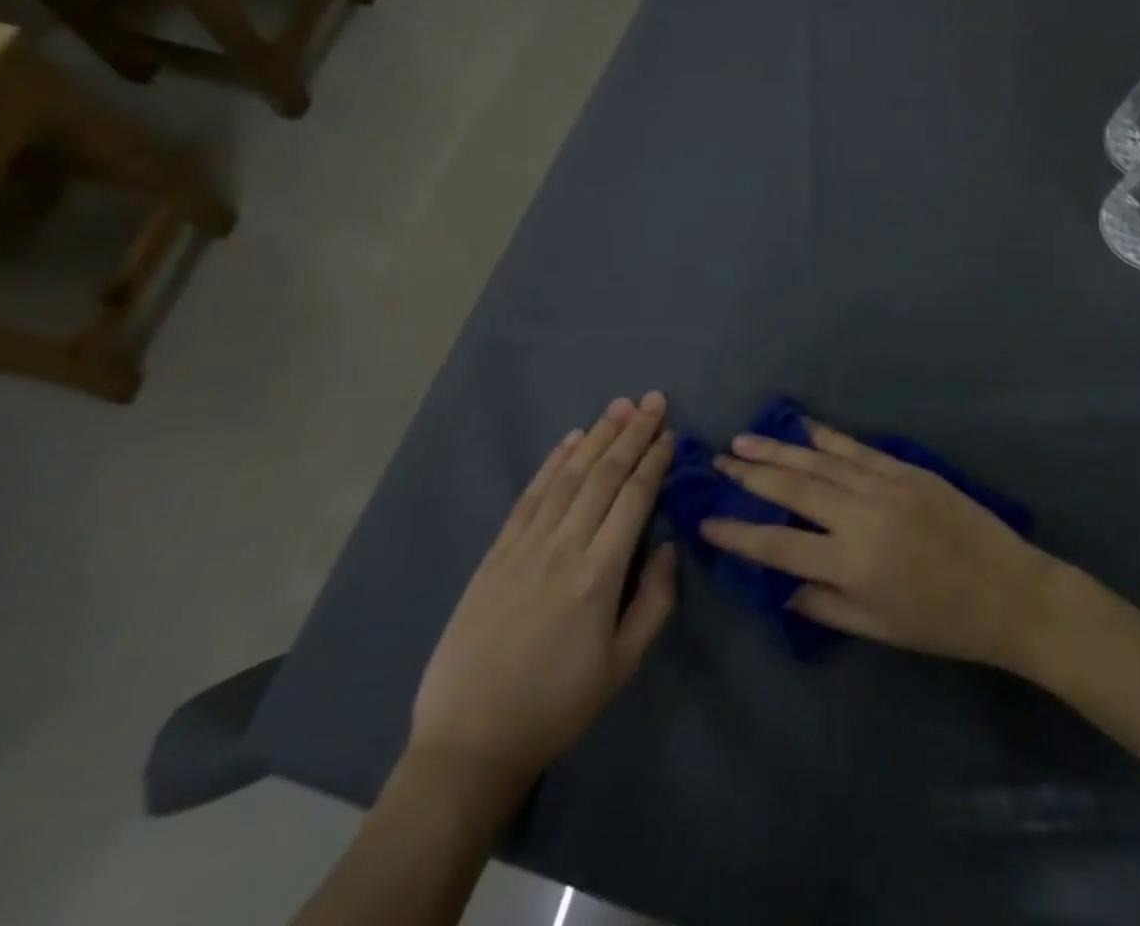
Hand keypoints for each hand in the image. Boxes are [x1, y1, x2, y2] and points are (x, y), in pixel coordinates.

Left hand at [409, 393, 677, 784]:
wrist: (469, 740)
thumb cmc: (557, 706)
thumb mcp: (622, 666)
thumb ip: (655, 601)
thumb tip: (669, 545)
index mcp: (600, 574)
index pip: (634, 498)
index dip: (654, 460)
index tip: (670, 433)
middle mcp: (564, 546)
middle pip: (604, 475)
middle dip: (632, 433)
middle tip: (653, 400)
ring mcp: (525, 544)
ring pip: (568, 475)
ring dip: (597, 436)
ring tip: (619, 405)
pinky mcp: (497, 551)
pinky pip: (530, 494)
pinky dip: (553, 462)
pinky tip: (571, 440)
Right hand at [698, 419, 1057, 669]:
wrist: (1009, 591)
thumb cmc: (941, 623)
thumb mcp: (877, 629)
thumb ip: (824, 605)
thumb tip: (782, 585)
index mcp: (849, 564)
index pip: (777, 544)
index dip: (738, 532)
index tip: (706, 519)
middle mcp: (859, 517)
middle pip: (792, 489)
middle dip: (750, 475)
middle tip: (717, 462)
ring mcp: (884, 486)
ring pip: (819, 462)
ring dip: (778, 449)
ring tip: (743, 440)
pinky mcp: (906, 469)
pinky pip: (857, 448)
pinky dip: (826, 436)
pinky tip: (802, 426)